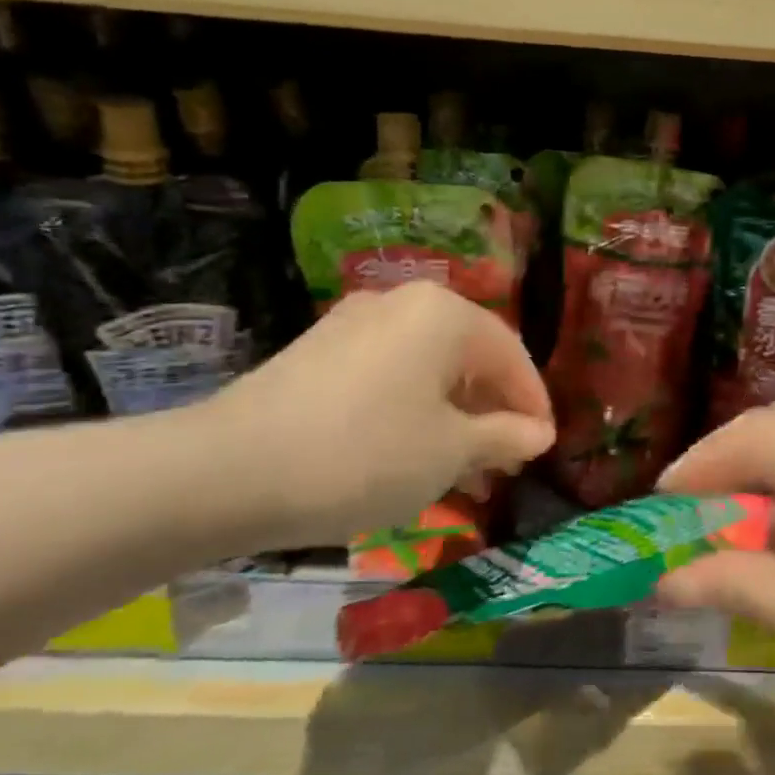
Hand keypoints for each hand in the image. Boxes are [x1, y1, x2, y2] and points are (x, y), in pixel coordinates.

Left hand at [199, 283, 555, 549]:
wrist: (229, 471)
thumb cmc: (367, 454)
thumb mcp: (451, 452)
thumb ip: (505, 436)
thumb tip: (540, 433)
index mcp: (444, 314)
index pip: (512, 356)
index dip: (534, 404)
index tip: (545, 448)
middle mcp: (401, 303)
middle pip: (469, 358)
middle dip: (493, 412)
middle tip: (505, 462)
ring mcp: (354, 323)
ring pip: (428, 369)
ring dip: (454, 416)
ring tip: (463, 470)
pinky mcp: (319, 352)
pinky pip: (389, 376)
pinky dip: (413, 411)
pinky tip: (411, 454)